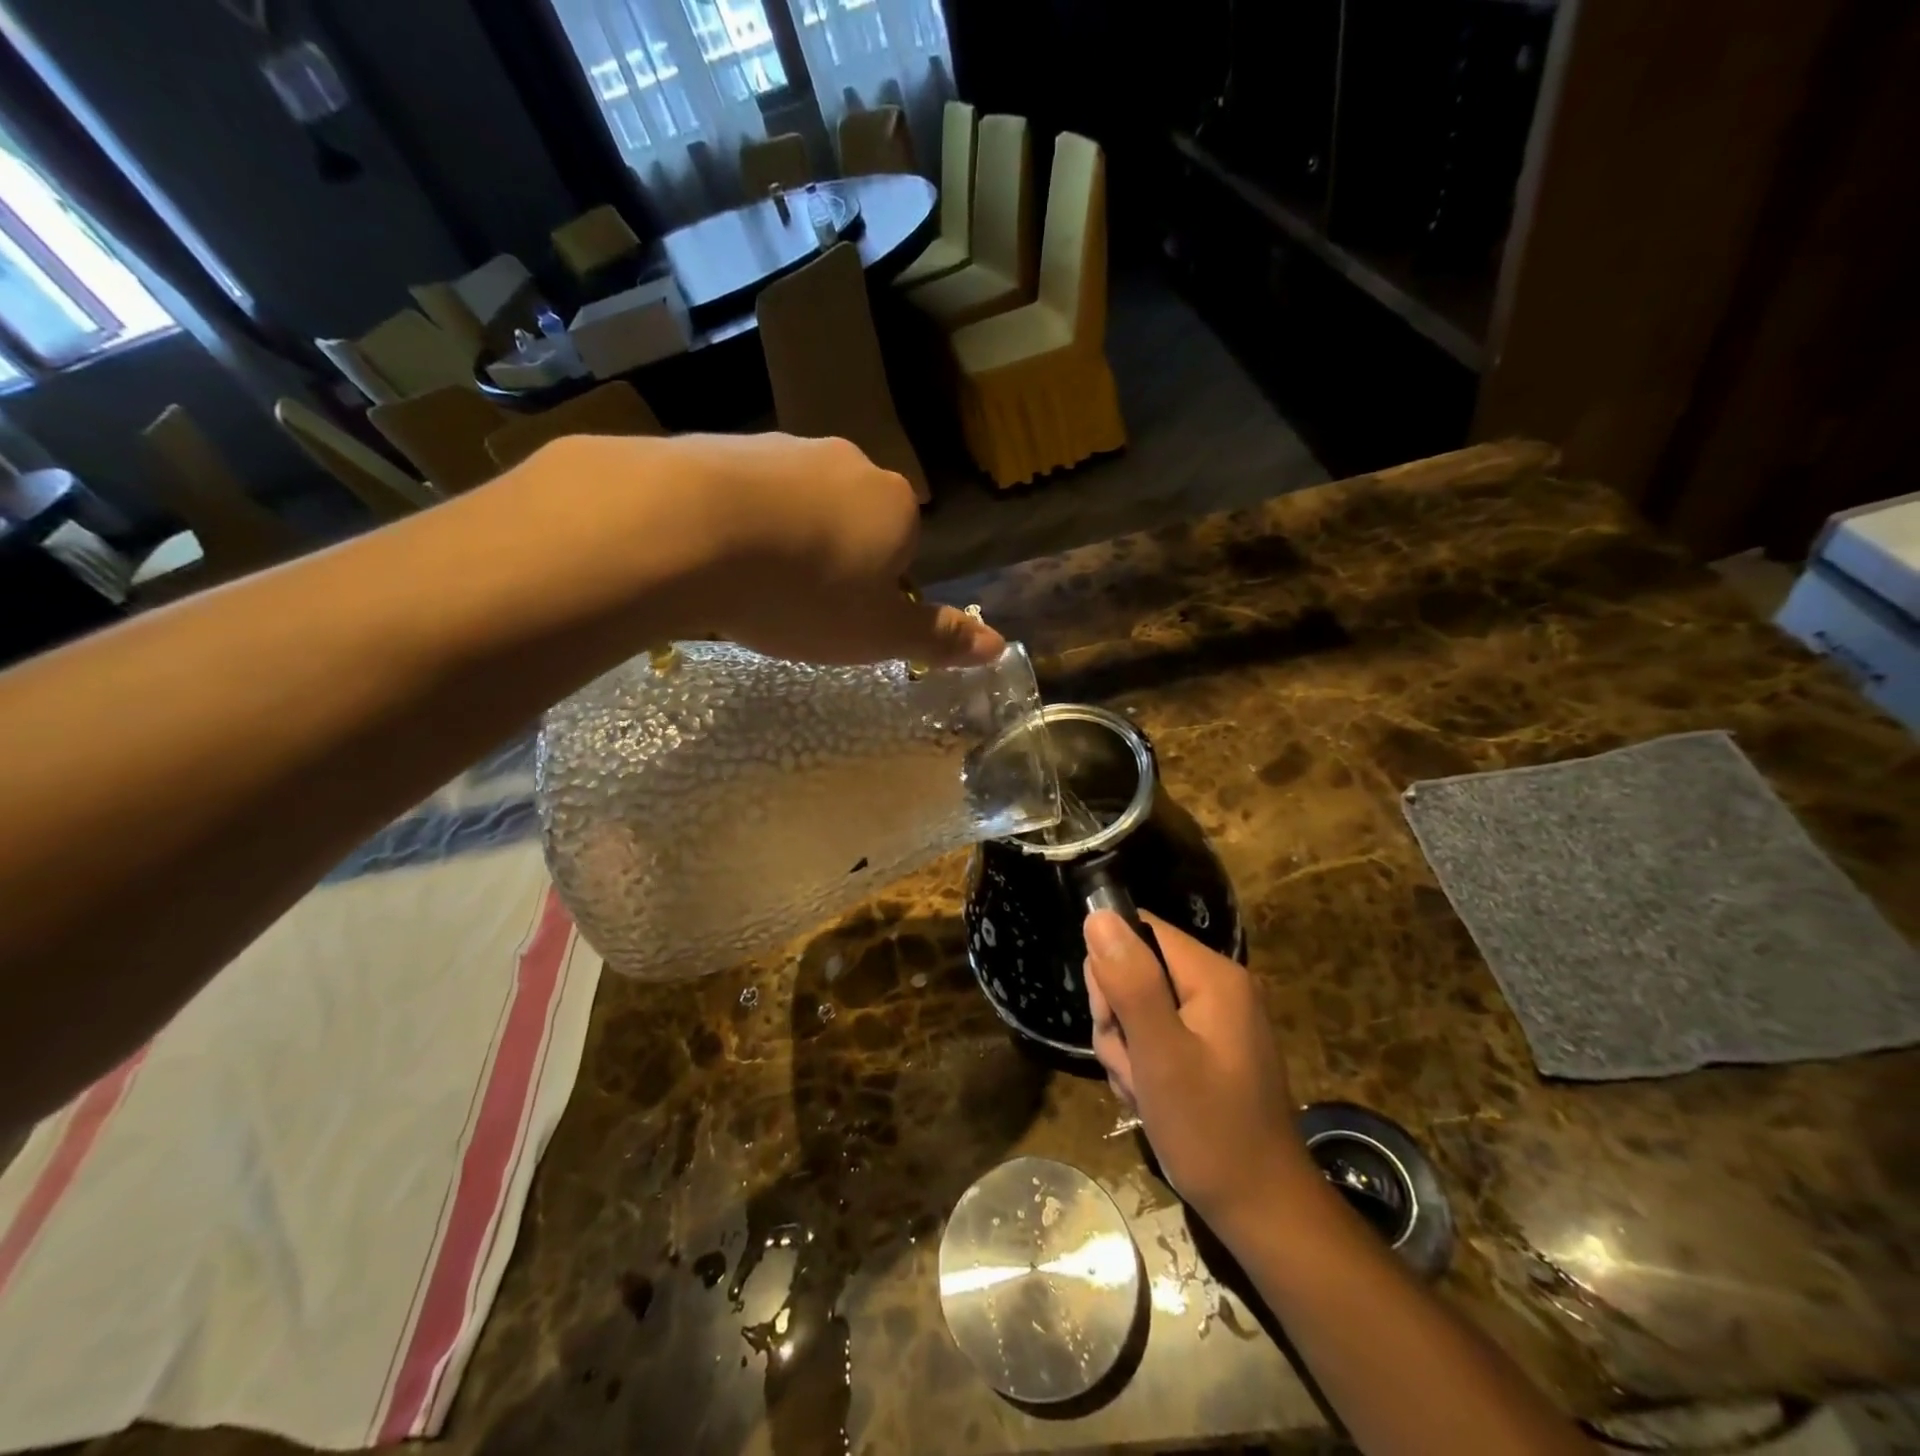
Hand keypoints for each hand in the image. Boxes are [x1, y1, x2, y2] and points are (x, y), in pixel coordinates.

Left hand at [631, 432, 1002, 666]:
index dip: (877, 589)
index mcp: (894, 505)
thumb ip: (938, 638)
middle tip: (796, 607)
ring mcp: (785, 447)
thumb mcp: (877, 634)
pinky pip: (747, 493)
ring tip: (751, 585)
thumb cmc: (803, 593)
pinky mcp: (725, 444)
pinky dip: (739, 522)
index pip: (905, 549)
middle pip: (852, 521)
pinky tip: (714, 555)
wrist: (688, 530)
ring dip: (785, 540)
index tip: (842, 618)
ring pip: (798, 504)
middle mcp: (848, 464)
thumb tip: (999, 645)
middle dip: (832, 559)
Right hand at [1084, 910, 1317, 1230]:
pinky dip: (1142, 1066)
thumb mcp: (1161, 1055)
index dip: (1111, 969)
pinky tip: (1151, 1100)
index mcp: (1213, 975)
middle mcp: (1216, 986)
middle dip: (1117, 1019)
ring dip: (1126, 1050)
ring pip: (1137, 1007)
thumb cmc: (1210, 1131)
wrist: (1262, 1211)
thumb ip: (1130, 982)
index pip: (1139, 930)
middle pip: (1134, 970)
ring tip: (1144, 1091)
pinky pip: (1154, 1036)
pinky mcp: (1208, 1048)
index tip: (1112, 1020)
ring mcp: (1214, 1019)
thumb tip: (1098, 914)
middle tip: (1132, 1066)